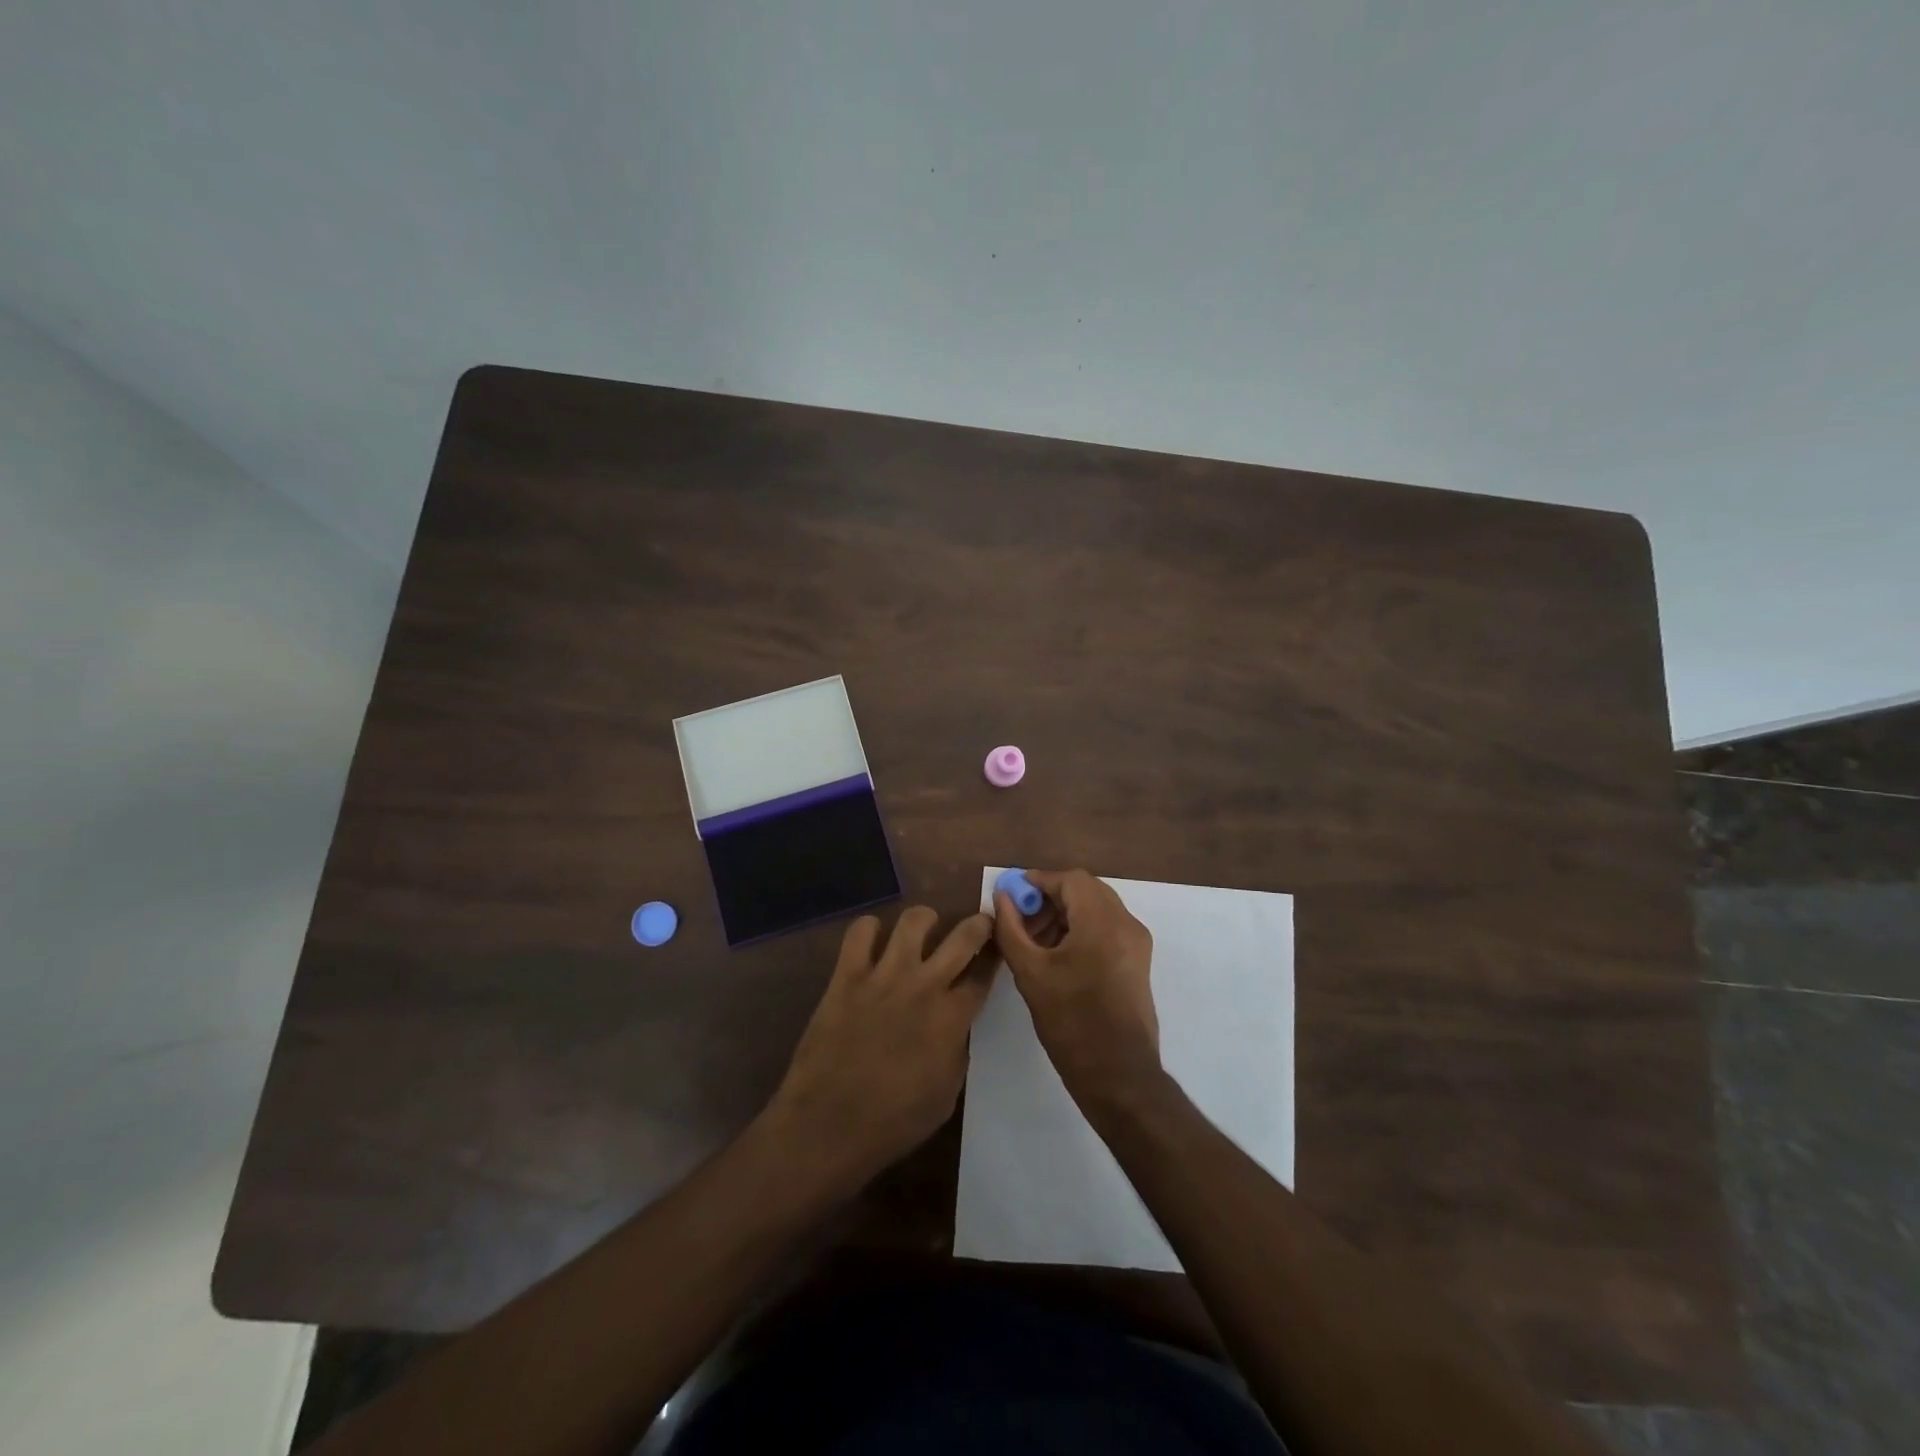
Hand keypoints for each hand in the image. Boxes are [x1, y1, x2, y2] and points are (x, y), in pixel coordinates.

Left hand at [763, 906, 994, 1190]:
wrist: (828, 1126)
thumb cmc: (893, 1122)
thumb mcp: (946, 1094)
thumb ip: (956, 1049)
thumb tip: (955, 1024)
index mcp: (952, 1018)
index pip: (984, 973)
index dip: (995, 958)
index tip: (998, 950)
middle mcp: (924, 985)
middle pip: (964, 936)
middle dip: (978, 924)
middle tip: (978, 924)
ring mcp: (884, 976)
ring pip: (914, 920)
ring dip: (925, 920)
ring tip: (923, 929)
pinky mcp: (847, 975)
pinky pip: (861, 931)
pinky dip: (870, 929)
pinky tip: (873, 941)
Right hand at [992, 869, 1161, 1108]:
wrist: (1118, 1076)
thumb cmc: (1070, 1023)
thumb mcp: (1030, 973)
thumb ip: (1011, 929)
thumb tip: (1002, 896)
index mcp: (1102, 922)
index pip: (1070, 880)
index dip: (1038, 881)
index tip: (1012, 896)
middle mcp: (1126, 924)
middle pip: (1086, 890)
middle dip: (1051, 897)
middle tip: (1021, 918)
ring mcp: (1137, 943)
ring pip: (1098, 907)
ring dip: (1066, 913)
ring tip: (1035, 939)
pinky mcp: (1138, 961)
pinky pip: (1108, 927)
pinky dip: (1082, 928)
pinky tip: (1058, 953)